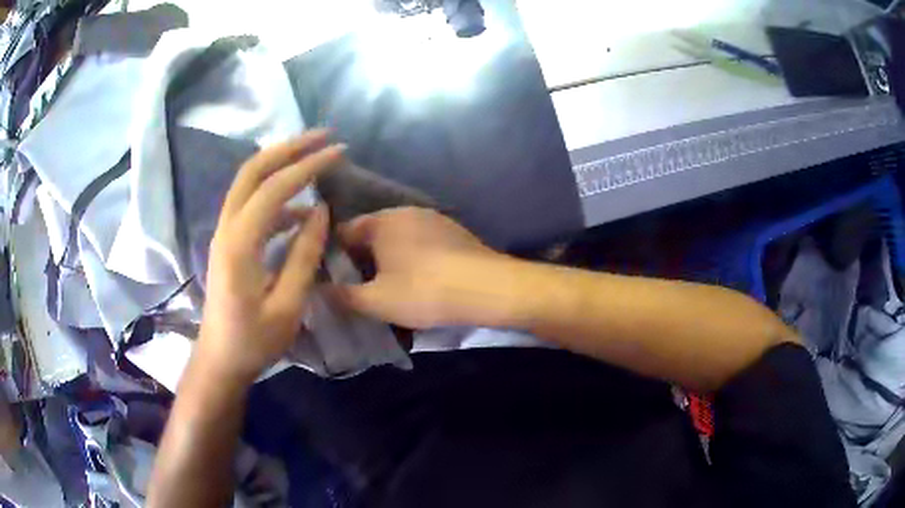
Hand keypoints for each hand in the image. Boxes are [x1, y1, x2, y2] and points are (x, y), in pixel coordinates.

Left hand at [196, 131, 344, 382]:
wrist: (219, 360)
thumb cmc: (253, 341)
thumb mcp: (287, 306)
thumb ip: (303, 256)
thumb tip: (321, 212)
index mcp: (239, 243)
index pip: (274, 188)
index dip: (308, 165)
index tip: (339, 152)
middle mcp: (226, 228)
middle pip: (252, 170)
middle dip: (288, 147)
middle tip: (322, 136)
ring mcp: (224, 233)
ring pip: (249, 182)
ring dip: (280, 164)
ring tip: (315, 159)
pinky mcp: (228, 241)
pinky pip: (251, 204)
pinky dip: (275, 194)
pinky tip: (300, 208)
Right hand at [332, 207, 517, 328]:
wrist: (487, 288)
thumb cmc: (423, 291)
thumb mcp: (376, 301)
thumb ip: (343, 296)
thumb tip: (318, 290)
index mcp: (381, 222)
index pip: (344, 231)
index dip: (334, 255)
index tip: (331, 278)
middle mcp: (405, 212)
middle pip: (372, 234)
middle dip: (362, 259)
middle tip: (360, 287)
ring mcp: (434, 219)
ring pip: (398, 238)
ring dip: (389, 259)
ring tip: (389, 286)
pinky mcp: (455, 232)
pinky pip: (422, 243)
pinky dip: (413, 258)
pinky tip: (420, 280)